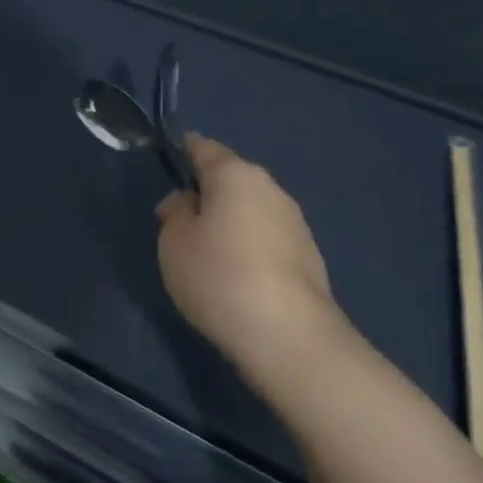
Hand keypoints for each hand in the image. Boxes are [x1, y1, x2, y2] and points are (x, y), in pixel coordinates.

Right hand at [156, 134, 345, 386]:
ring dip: (231, 221)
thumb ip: (175, 213)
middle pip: (232, 179)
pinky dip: (250, 245)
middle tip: (182, 221)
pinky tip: (238, 274)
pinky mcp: (309, 255)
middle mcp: (271, 188)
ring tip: (209, 253)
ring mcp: (295, 222)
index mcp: (235, 175)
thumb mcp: (174, 242)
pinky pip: (267, 237)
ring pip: (252, 209)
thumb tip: (187, 202)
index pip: (205, 149)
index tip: (173, 161)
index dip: (186, 151)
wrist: (287, 333)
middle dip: (208, 193)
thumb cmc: (218, 275)